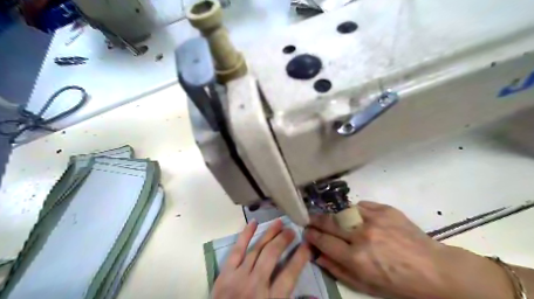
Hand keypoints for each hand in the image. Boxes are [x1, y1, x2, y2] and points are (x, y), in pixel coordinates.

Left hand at [213, 217, 311, 298]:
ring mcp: (238, 277)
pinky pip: (237, 249)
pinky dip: (245, 234)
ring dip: (269, 234)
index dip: (300, 258)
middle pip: (272, 255)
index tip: (307, 245)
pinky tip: (254, 223)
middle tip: (292, 230)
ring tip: (279, 223)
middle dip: (284, 240)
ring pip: (257, 249)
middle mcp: (256, 285)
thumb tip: (315, 297)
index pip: (289, 274)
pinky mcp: (224, 274)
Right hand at [305, 200, 517, 298]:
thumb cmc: (399, 284)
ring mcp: (374, 219)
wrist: (434, 269)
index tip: (306, 231)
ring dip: (333, 214)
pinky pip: (360, 205)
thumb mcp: (366, 286)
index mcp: (357, 258)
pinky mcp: (385, 209)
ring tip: (329, 217)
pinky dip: (353, 210)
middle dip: (315, 220)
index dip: (312, 235)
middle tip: (310, 219)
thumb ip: (338, 269)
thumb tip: (317, 254)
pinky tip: (353, 215)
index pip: (324, 241)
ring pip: (343, 211)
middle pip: (329, 222)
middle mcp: (362, 235)